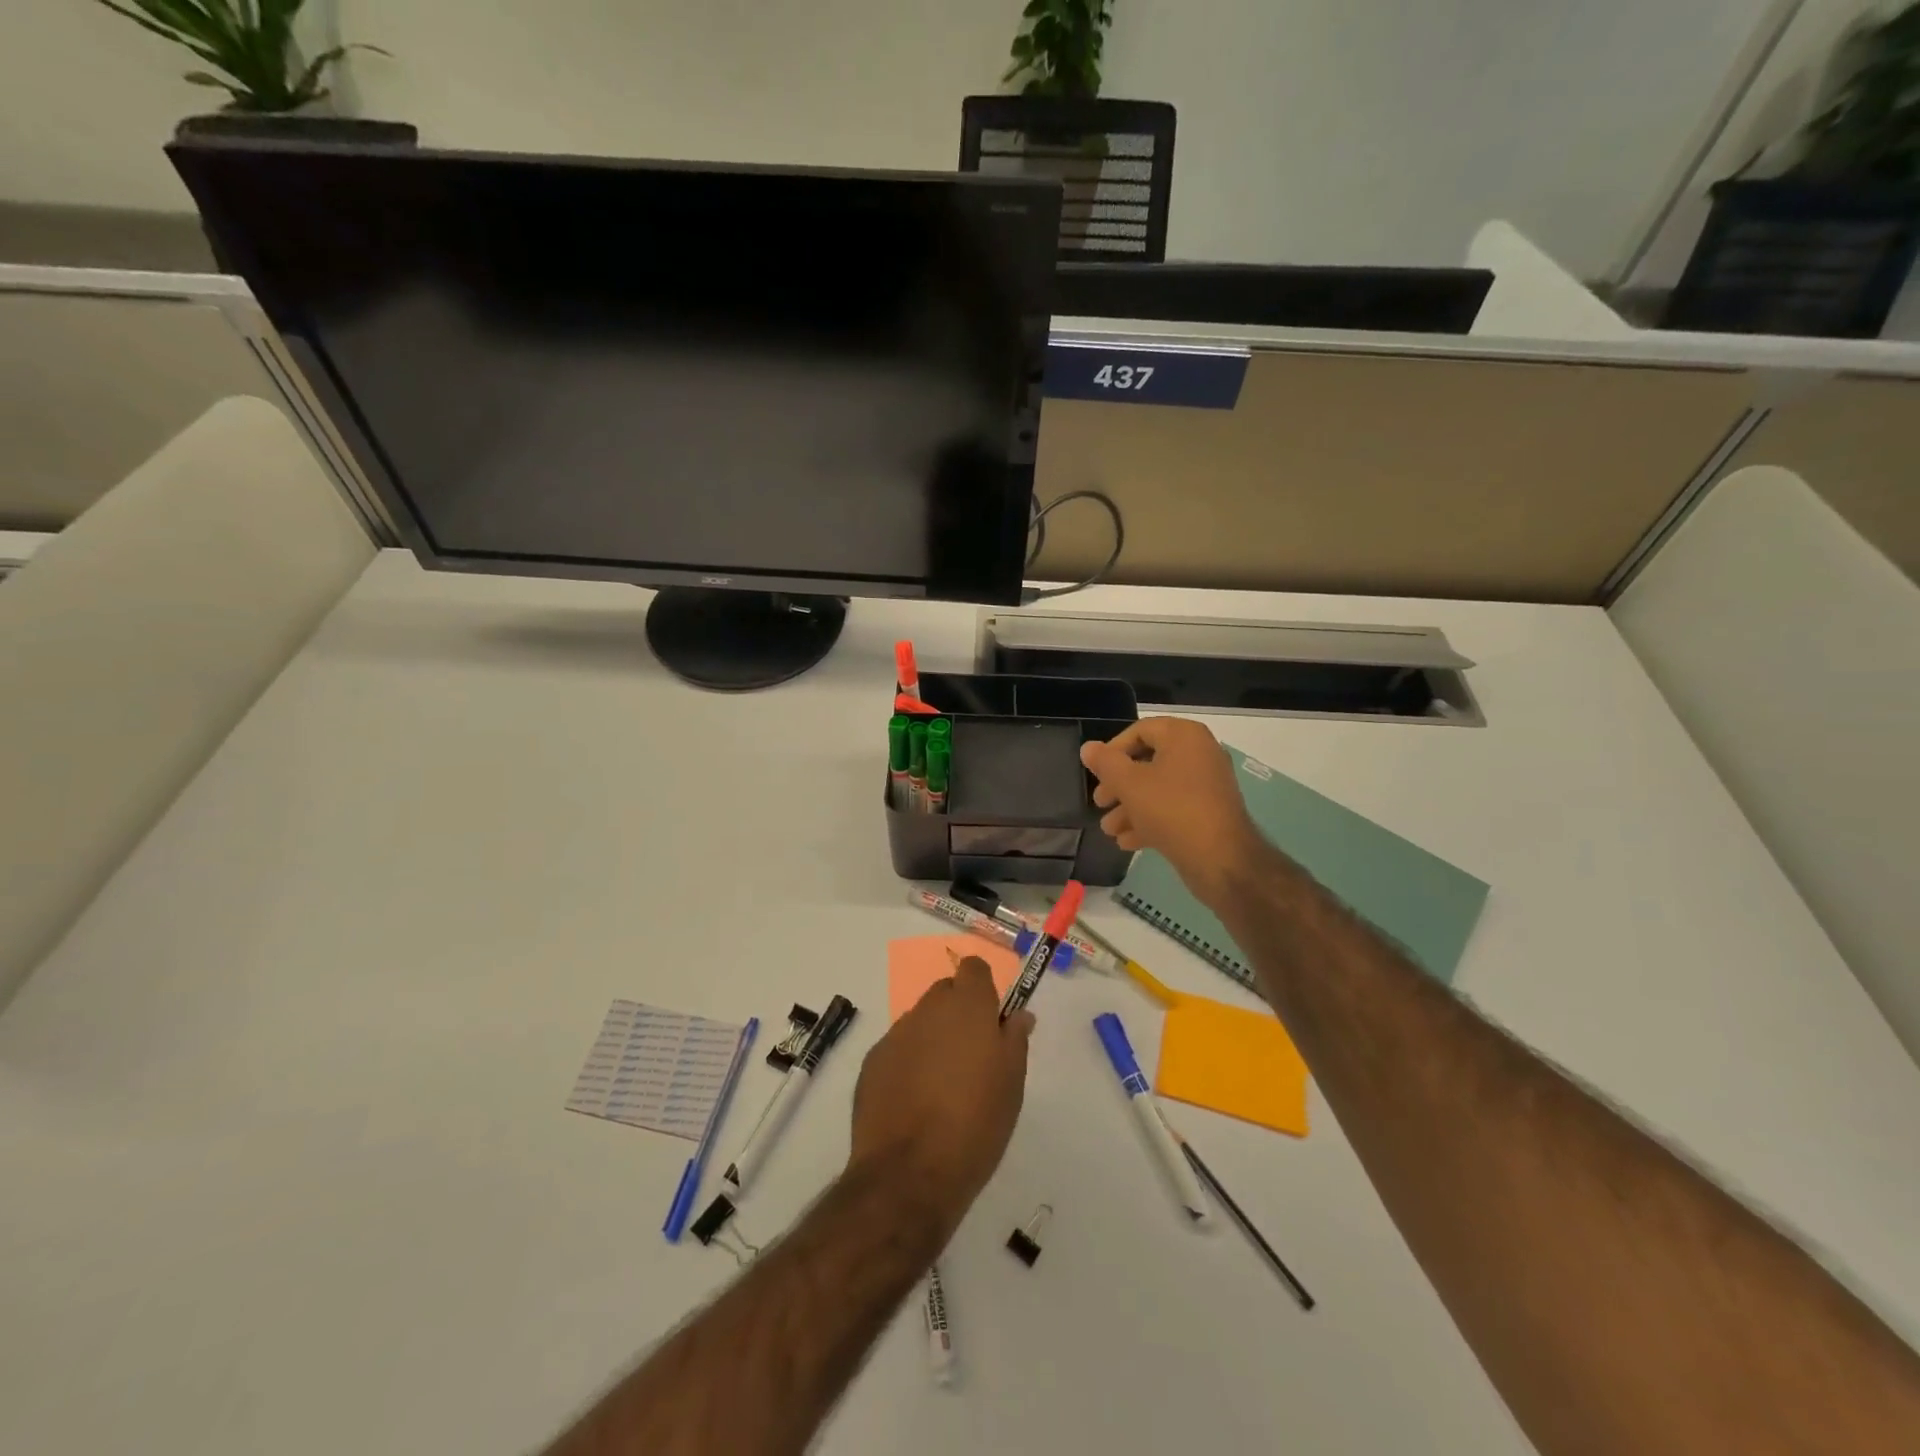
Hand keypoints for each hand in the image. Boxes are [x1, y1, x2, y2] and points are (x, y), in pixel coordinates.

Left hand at [848, 957, 1033, 1241]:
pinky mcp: (872, 1062)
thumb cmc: (976, 1125)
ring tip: (942, 1086)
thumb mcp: (1012, 1083)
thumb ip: (1014, 1040)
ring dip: (932, 1038)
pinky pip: (898, 1049)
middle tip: (972, 1056)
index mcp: (967, 1007)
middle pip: (945, 993)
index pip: (974, 968)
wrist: (909, 1173)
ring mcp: (896, 1034)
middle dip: (958, 1013)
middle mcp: (928, 1009)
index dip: (983, 987)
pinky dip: (908, 1063)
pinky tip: (915, 1102)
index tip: (992, 1018)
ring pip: (920, 1022)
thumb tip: (1018, 1014)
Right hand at [1081, 717, 1265, 906]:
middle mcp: (1199, 754)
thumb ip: (1105, 763)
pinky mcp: (1208, 814)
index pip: (1141, 730)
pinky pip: (1173, 809)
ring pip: (1158, 789)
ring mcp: (1206, 786)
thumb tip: (1088, 748)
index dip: (1113, 750)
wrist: (1221, 860)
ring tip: (1109, 829)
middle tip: (1100, 802)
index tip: (1096, 773)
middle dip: (1118, 785)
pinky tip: (1127, 842)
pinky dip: (1150, 820)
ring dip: (1130, 807)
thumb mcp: (1129, 784)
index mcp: (1184, 737)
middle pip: (1148, 761)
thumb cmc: (1172, 810)